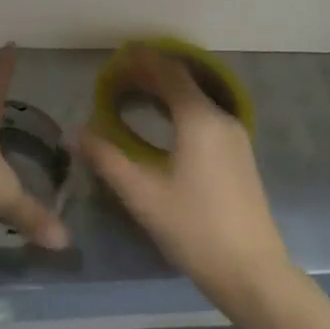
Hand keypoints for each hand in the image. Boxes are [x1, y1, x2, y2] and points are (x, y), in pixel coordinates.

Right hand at [81, 46, 289, 311]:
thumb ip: (107, 159)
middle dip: (151, 75)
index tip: (118, 55)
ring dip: (166, 93)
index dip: (143, 60)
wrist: (253, 273)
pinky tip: (163, 127)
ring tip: (135, 96)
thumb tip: (76, 132)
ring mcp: (234, 137)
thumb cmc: (195, 229)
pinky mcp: (239, 156)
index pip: (169, 72)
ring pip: (196, 100)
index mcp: (199, 119)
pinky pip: (205, 117)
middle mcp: (220, 118)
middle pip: (183, 82)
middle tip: (118, 76)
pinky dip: (180, 110)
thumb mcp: (143, 195)